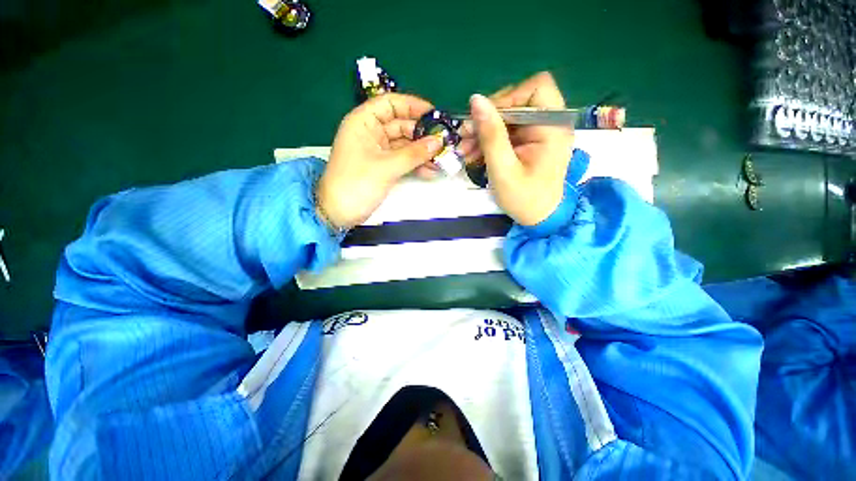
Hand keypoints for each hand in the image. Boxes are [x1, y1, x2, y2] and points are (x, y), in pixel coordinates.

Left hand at [317, 94, 443, 228]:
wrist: (339, 213)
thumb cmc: (356, 184)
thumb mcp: (386, 167)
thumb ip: (413, 154)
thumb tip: (438, 142)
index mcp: (363, 122)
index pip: (390, 104)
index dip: (413, 106)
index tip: (435, 115)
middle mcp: (371, 133)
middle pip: (401, 125)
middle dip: (422, 134)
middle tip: (444, 142)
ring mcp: (378, 151)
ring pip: (404, 145)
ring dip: (422, 152)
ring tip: (441, 159)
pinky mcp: (383, 166)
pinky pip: (403, 160)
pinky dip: (416, 164)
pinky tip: (431, 171)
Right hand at [460, 72, 573, 225]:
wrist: (538, 218)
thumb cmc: (524, 198)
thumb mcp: (503, 169)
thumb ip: (491, 135)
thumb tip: (475, 99)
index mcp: (553, 127)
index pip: (535, 88)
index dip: (507, 98)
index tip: (484, 121)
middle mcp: (551, 123)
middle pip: (518, 101)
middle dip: (489, 118)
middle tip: (464, 136)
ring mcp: (540, 132)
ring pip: (508, 117)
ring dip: (484, 131)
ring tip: (464, 149)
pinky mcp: (530, 141)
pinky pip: (507, 131)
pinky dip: (489, 140)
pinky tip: (473, 153)